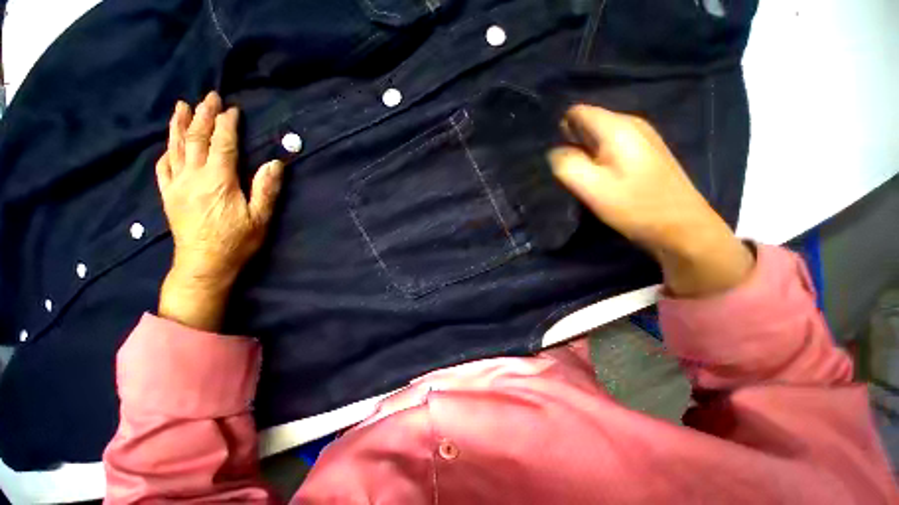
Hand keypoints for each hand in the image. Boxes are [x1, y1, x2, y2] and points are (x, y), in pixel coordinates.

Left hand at [156, 92, 283, 329]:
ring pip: (176, 147)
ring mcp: (177, 184)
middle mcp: (194, 176)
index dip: (227, 125)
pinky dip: (166, 151)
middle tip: (208, 97)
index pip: (223, 144)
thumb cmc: (237, 241)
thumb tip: (275, 164)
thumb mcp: (260, 217)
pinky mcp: (168, 194)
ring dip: (179, 124)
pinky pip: (163, 167)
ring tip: (182, 106)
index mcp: (219, 180)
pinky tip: (168, 143)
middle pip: (196, 139)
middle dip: (202, 115)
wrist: (204, 264)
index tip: (232, 109)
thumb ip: (266, 189)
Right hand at [548, 104, 753, 296]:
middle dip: (571, 144)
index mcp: (616, 127)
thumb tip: (555, 152)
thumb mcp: (591, 187)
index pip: (576, 113)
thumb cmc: (634, 206)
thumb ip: (566, 164)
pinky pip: (611, 146)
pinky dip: (599, 159)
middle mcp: (631, 123)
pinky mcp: (645, 151)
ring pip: (598, 137)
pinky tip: (602, 178)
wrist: (680, 226)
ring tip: (583, 178)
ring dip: (585, 153)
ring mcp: (641, 136)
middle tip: (569, 172)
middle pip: (587, 123)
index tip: (558, 158)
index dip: (560, 132)